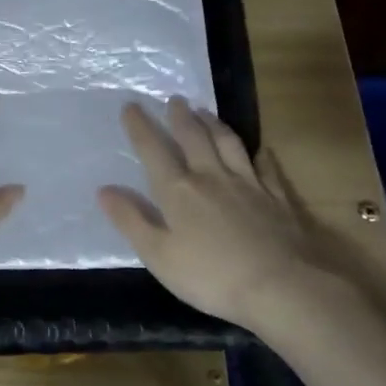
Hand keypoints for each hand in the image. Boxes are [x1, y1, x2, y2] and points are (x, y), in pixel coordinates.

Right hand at [97, 97, 385, 336]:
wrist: (281, 286)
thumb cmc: (211, 276)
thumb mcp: (158, 255)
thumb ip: (131, 220)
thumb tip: (104, 190)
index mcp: (178, 191)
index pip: (153, 151)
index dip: (140, 128)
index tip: (131, 106)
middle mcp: (211, 177)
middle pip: (193, 138)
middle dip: (180, 117)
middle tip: (174, 99)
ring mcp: (248, 184)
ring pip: (228, 143)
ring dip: (214, 124)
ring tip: (205, 111)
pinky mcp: (277, 197)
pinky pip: (266, 167)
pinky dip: (260, 154)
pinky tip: (260, 149)